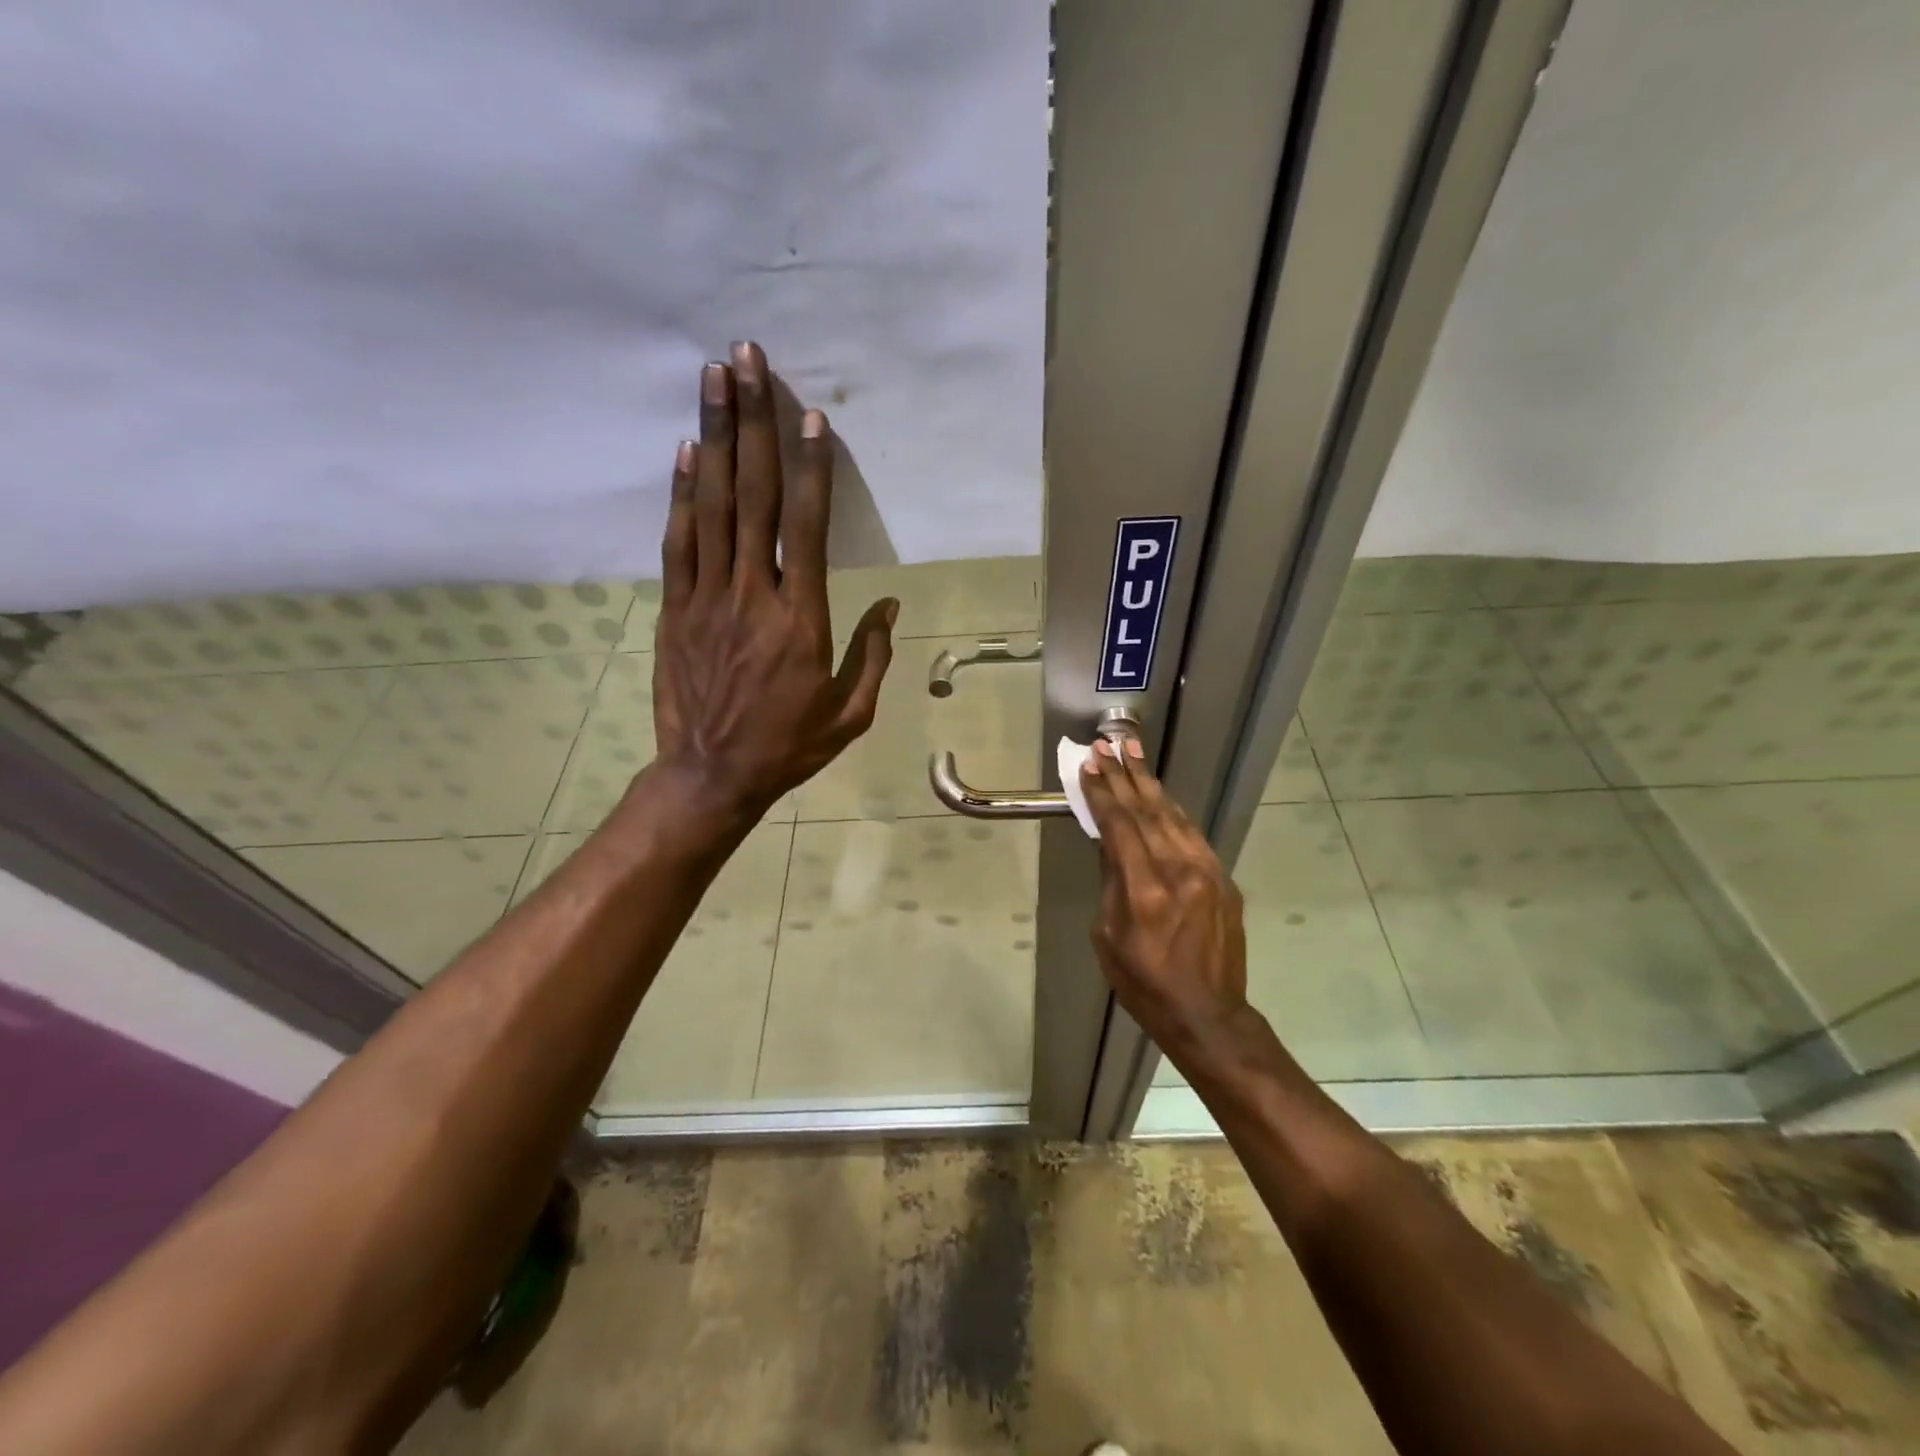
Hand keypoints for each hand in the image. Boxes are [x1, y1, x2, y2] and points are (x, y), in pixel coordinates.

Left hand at [651, 341, 896, 819]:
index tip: (811, 417)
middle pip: (754, 496)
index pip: (807, 528)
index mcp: (801, 619)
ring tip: (713, 379)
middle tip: (747, 360)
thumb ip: (871, 654)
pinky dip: (682, 494)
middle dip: (754, 423)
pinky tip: (688, 452)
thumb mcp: (849, 713)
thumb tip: (888, 603)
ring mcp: (707, 597)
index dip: (812, 469)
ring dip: (715, 438)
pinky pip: (679, 542)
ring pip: (712, 506)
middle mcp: (752, 594)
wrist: (711, 775)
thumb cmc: (788, 746)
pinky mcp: (675, 608)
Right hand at [1079, 740, 1250, 1057]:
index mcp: (1144, 890)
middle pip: (1146, 810)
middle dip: (1124, 775)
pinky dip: (1172, 810)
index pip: (1119, 825)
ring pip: (1173, 815)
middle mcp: (1178, 871)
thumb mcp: (1108, 936)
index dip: (1102, 792)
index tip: (1089, 764)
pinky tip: (1159, 794)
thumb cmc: (1144, 983)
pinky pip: (1193, 834)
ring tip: (1133, 753)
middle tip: (1109, 744)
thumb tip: (1110, 842)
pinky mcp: (1223, 879)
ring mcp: (1207, 872)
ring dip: (1149, 782)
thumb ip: (1111, 882)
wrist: (1208, 1014)